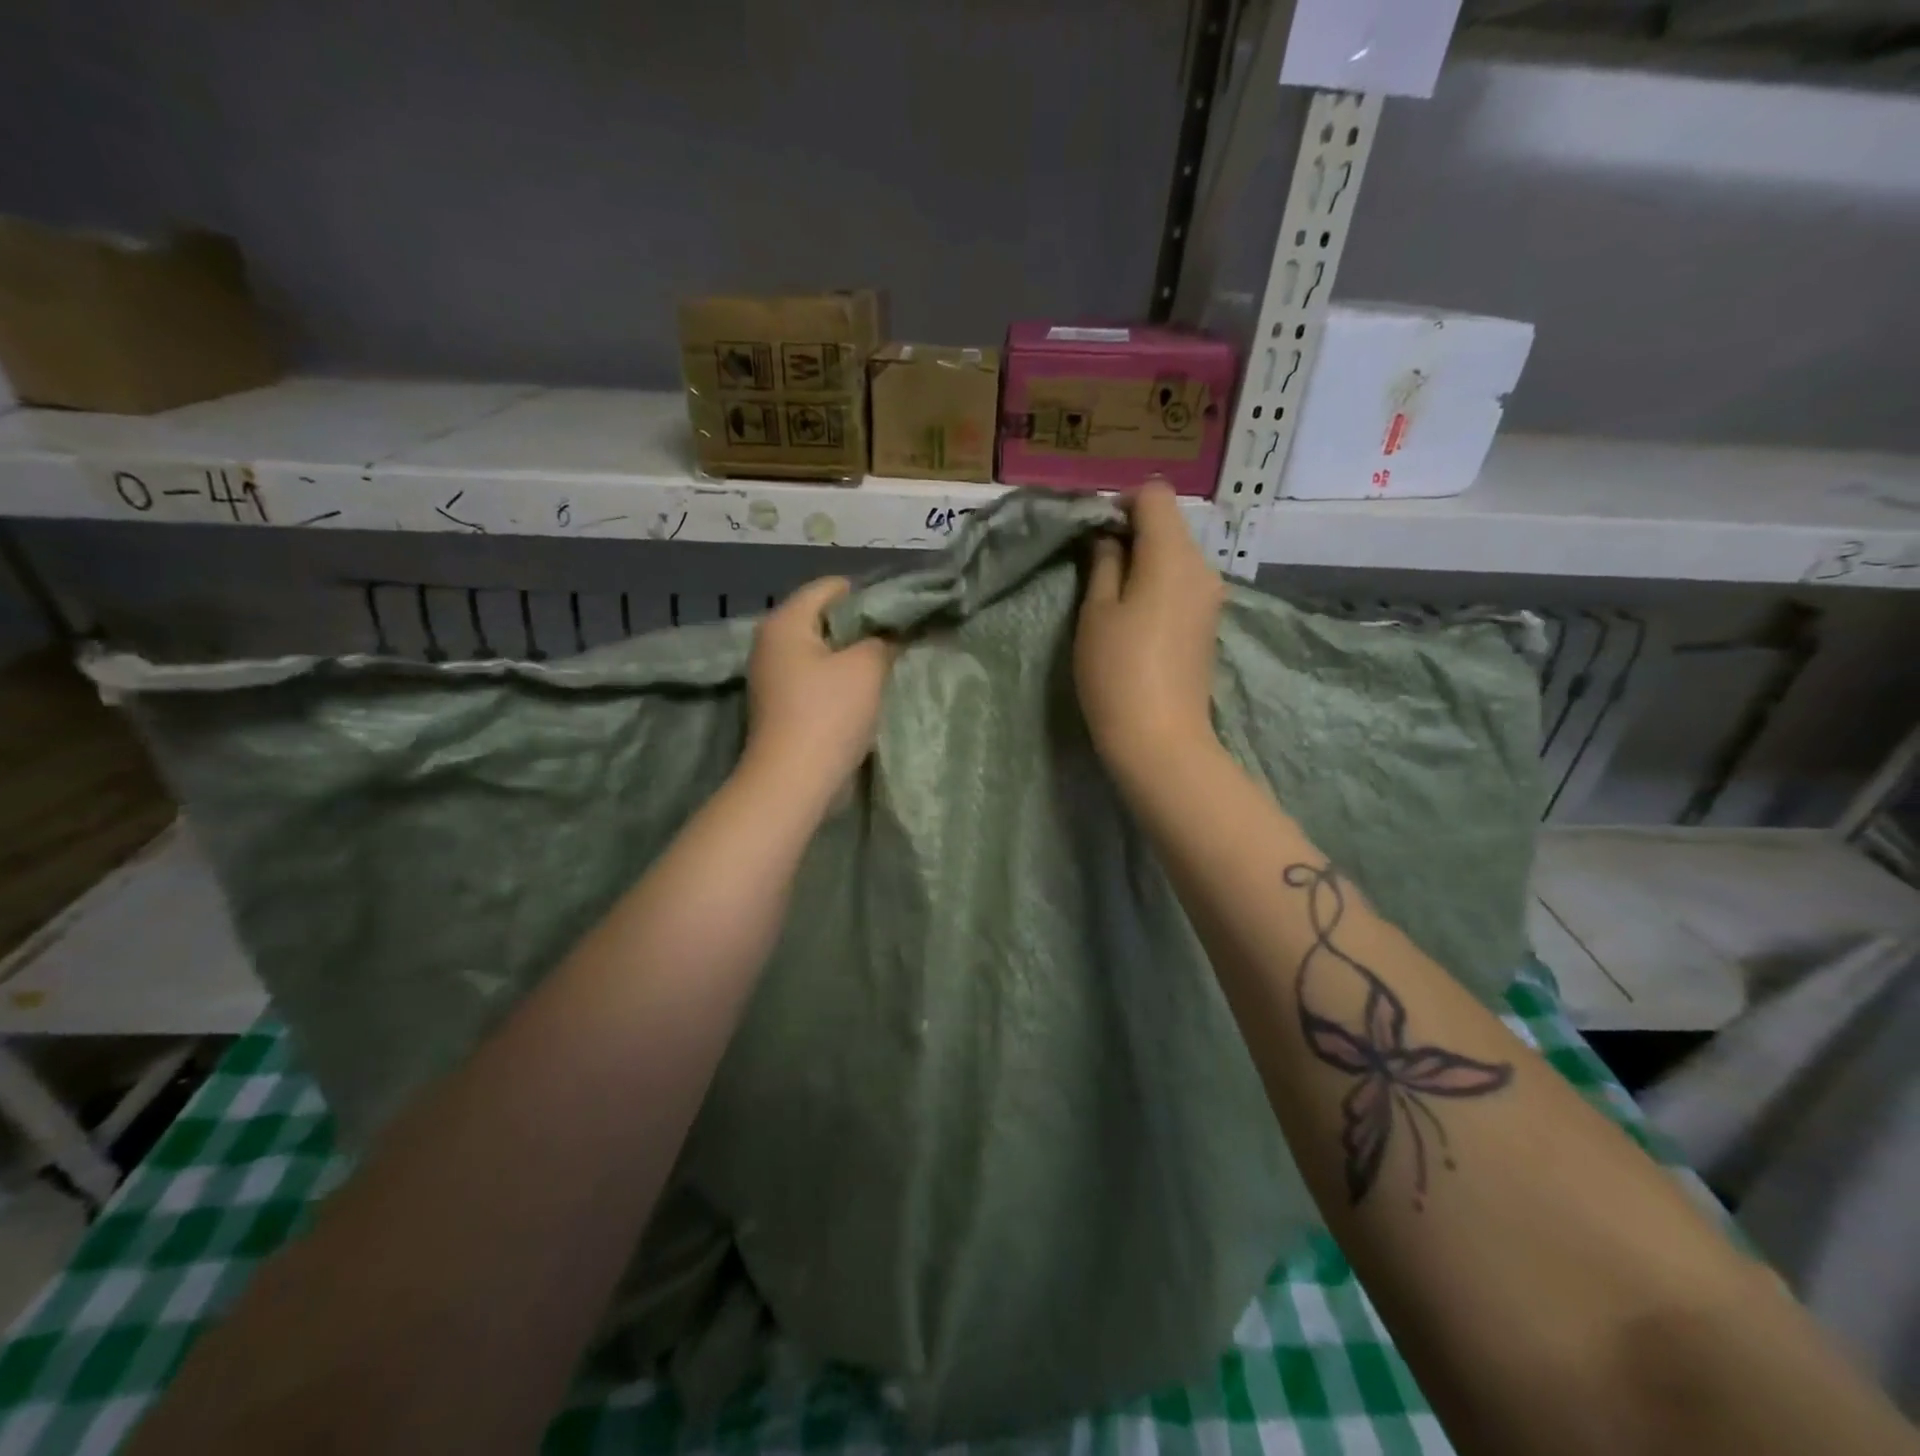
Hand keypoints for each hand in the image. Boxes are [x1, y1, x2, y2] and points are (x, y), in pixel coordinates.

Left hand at [743, 577, 894, 803]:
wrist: (794, 781)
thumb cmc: (829, 714)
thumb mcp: (867, 667)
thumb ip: (884, 640)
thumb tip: (891, 635)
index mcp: (785, 622)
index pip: (831, 586)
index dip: (870, 594)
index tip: (901, 613)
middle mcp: (771, 643)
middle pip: (824, 619)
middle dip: (862, 628)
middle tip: (898, 640)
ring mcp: (772, 677)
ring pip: (822, 652)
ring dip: (853, 658)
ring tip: (887, 667)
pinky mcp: (781, 705)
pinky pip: (816, 679)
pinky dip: (840, 682)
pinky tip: (866, 694)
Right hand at [1075, 482, 1226, 776]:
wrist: (1160, 739)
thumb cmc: (1117, 672)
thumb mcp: (1096, 613)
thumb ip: (1104, 565)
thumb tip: (1110, 539)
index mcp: (1172, 555)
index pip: (1154, 495)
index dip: (1121, 503)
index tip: (1094, 532)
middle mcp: (1202, 566)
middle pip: (1169, 525)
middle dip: (1132, 533)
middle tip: (1096, 566)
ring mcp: (1211, 596)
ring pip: (1176, 555)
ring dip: (1145, 561)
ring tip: (1113, 596)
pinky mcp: (1209, 623)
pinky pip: (1183, 584)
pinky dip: (1159, 584)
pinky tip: (1137, 617)